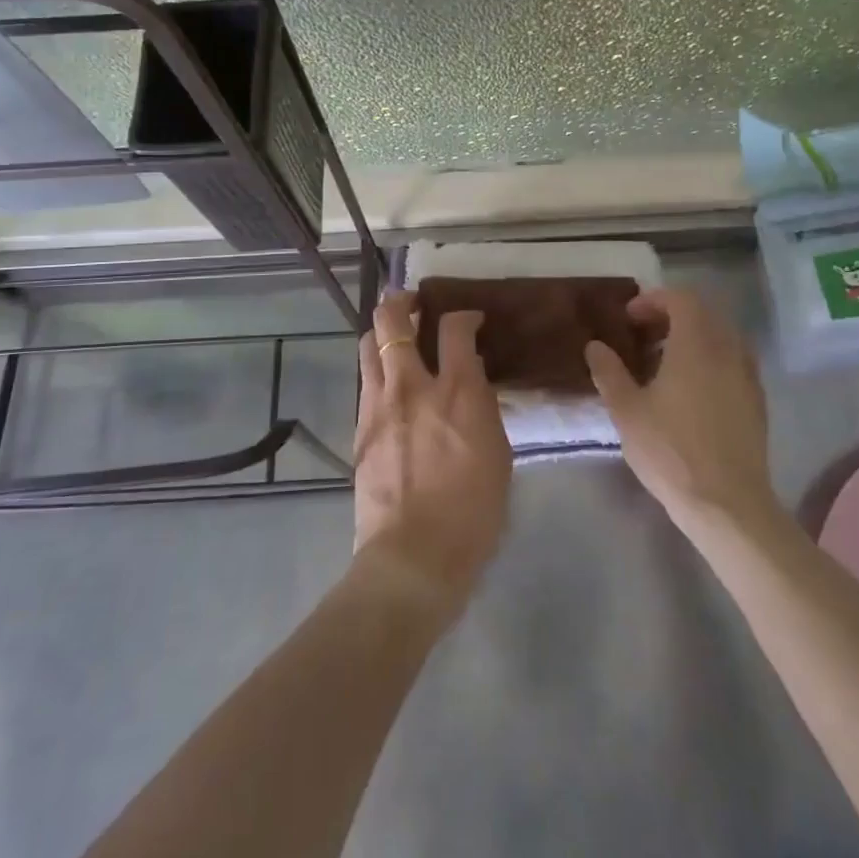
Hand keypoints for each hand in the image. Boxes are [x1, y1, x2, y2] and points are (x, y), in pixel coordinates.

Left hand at [351, 293, 512, 616]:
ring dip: (382, 330)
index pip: (454, 327)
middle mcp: (413, 386)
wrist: (413, 557)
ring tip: (397, 336)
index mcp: (458, 392)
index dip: (463, 314)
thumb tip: (471, 378)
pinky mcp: (360, 426)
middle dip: (402, 301)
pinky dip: (377, 368)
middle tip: (415, 305)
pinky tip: (390, 383)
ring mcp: (379, 404)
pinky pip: (365, 380)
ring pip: (369, 343)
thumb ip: (482, 406)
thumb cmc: (473, 513)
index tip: (469, 320)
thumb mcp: (498, 454)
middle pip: (393, 319)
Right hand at [583, 289, 775, 531]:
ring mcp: (747, 376)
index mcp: (696, 344)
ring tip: (664, 363)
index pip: (681, 299)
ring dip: (692, 338)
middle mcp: (728, 350)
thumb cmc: (671, 451)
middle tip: (643, 336)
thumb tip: (595, 346)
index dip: (653, 301)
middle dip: (671, 316)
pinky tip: (690, 391)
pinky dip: (710, 360)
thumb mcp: (627, 411)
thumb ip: (609, 372)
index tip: (629, 318)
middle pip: (703, 314)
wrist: (727, 505)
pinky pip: (733, 362)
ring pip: (721, 337)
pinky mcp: (757, 401)